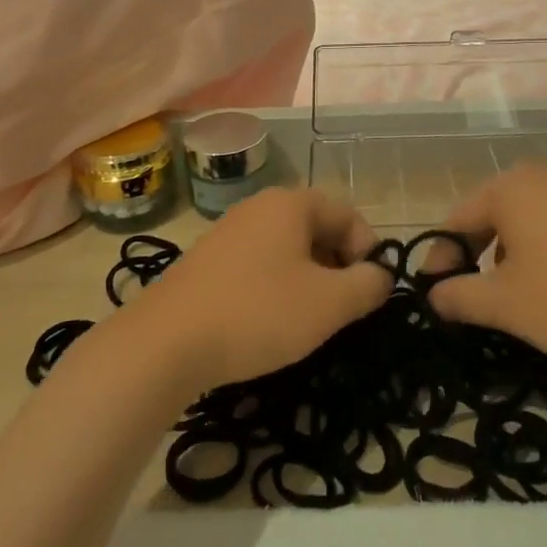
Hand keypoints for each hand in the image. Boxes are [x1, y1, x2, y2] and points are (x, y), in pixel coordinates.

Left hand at [131, 188, 390, 390]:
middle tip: (342, 309)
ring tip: (308, 320)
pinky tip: (269, 321)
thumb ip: (367, 286)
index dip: (368, 251)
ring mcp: (229, 232)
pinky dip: (276, 286)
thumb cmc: (258, 313)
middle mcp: (259, 207)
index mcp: (291, 203)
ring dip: (308, 279)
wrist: (165, 342)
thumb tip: (380, 276)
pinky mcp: (208, 261)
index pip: (348, 214)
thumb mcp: (328, 304)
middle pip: (317, 228)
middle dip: (338, 266)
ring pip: (287, 248)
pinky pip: (258, 264)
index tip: (369, 293)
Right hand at [425, 163, 546, 360]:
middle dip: (476, 259)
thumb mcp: (507, 304)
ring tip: (518, 299)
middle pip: (490, 217)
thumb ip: (460, 297)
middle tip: (473, 301)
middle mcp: (540, 176)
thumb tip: (433, 294)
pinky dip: (545, 254)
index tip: (436, 298)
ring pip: (524, 223)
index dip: (440, 260)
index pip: (456, 220)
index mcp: (507, 188)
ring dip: (510, 259)